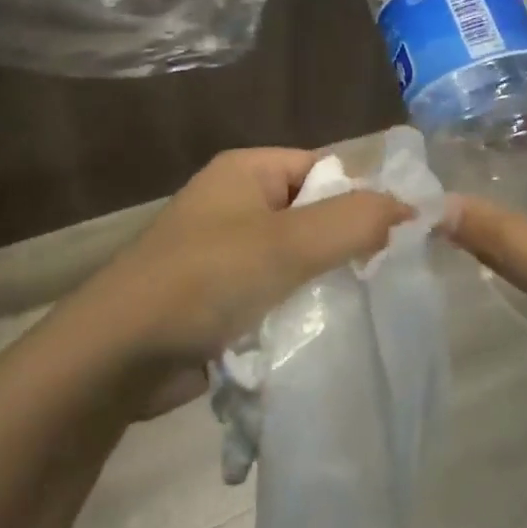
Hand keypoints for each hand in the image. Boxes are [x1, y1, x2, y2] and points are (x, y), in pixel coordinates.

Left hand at [82, 149, 409, 413]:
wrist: (115, 357)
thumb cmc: (206, 280)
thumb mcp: (288, 244)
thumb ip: (354, 221)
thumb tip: (411, 208)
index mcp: (248, 171)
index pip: (325, 170)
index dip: (362, 200)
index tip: (396, 242)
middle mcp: (236, 202)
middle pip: (312, 216)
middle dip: (343, 248)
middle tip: (379, 283)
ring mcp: (223, 250)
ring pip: (294, 260)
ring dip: (319, 285)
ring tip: (355, 312)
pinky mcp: (216, 296)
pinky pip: (272, 293)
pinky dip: (293, 311)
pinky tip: (316, 336)